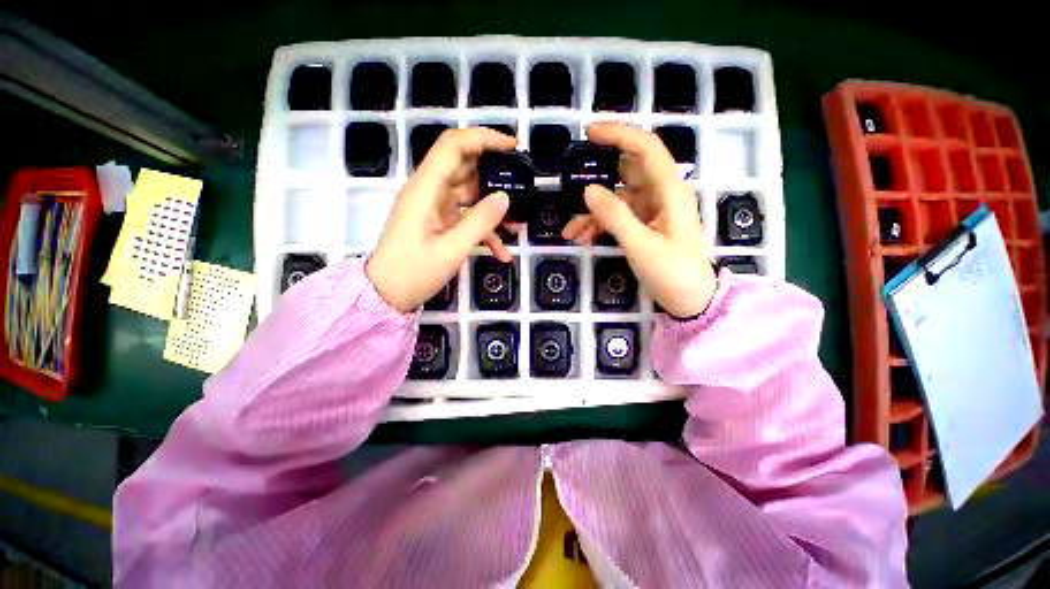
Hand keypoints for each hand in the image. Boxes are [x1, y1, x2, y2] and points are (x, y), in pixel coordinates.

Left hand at [367, 128, 516, 311]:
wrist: (387, 296)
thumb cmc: (413, 272)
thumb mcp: (451, 250)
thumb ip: (479, 222)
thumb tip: (505, 198)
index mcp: (425, 189)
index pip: (454, 146)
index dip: (483, 138)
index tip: (513, 147)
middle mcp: (429, 192)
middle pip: (464, 167)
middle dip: (494, 173)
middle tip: (522, 183)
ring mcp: (435, 208)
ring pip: (470, 195)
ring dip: (493, 207)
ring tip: (519, 223)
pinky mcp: (440, 224)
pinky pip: (467, 218)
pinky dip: (485, 232)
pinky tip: (502, 253)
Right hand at [562, 123, 716, 317]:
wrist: (690, 300)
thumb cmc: (672, 273)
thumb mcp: (641, 246)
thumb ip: (615, 216)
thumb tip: (588, 189)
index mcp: (670, 191)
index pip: (646, 148)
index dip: (620, 134)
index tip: (590, 132)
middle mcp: (661, 194)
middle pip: (626, 172)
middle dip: (598, 179)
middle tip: (571, 180)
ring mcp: (651, 210)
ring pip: (616, 199)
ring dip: (592, 212)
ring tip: (570, 232)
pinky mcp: (643, 225)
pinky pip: (616, 216)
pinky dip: (598, 224)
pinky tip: (580, 237)